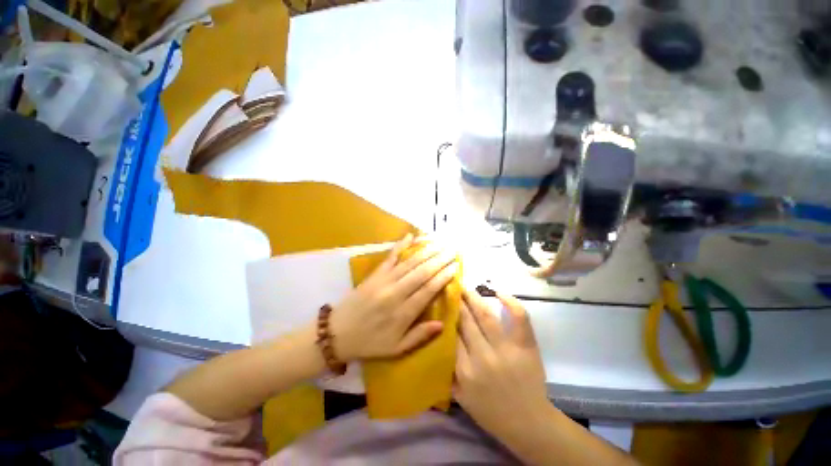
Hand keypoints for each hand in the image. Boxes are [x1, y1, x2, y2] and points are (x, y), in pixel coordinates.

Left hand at [330, 234, 458, 360]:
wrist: (337, 333)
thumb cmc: (369, 343)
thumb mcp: (396, 349)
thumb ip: (419, 336)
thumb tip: (442, 324)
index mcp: (403, 313)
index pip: (428, 290)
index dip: (443, 277)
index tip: (455, 267)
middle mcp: (396, 293)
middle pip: (422, 272)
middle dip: (439, 260)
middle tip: (453, 250)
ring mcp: (384, 281)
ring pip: (410, 263)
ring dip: (426, 251)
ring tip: (440, 243)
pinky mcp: (375, 274)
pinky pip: (390, 257)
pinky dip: (400, 246)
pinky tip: (410, 236)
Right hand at [454, 287, 549, 440]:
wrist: (529, 423)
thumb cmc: (491, 411)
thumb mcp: (460, 397)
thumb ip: (446, 372)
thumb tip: (437, 343)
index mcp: (465, 371)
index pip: (451, 334)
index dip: (445, 315)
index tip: (440, 302)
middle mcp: (483, 357)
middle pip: (466, 321)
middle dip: (456, 302)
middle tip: (450, 288)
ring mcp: (507, 350)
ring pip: (486, 316)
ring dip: (473, 298)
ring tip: (465, 286)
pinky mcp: (526, 346)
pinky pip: (520, 319)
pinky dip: (511, 303)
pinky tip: (499, 292)